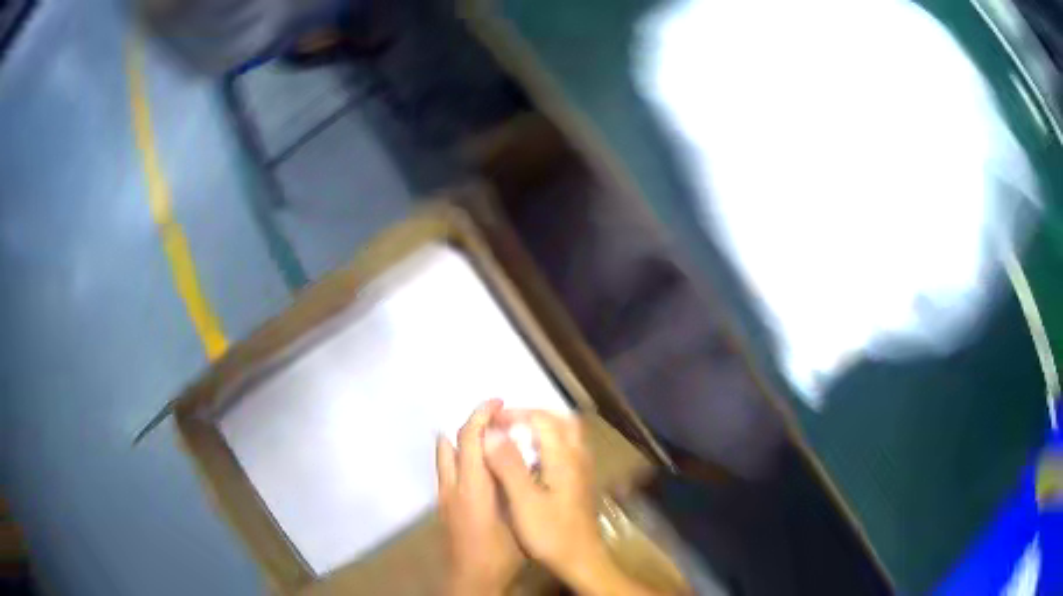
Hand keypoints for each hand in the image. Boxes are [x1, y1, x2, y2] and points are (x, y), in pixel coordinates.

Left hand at [437, 400, 522, 595]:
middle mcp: (452, 485)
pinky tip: (479, 467)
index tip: (499, 401)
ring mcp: (444, 497)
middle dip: (471, 422)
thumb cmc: (500, 552)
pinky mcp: (444, 507)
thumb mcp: (516, 518)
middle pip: (451, 440)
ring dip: (461, 438)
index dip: (482, 413)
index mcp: (472, 486)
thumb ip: (512, 483)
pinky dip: (458, 455)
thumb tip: (515, 454)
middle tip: (495, 416)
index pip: (469, 437)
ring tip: (487, 436)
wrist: (472, 580)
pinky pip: (447, 469)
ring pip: (445, 455)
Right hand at [484, 410, 607, 584]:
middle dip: (531, 415)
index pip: (541, 419)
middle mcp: (578, 456)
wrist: (582, 560)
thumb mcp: (524, 502)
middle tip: (505, 424)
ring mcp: (583, 469)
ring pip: (567, 433)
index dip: (514, 414)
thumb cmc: (551, 533)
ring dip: (542, 427)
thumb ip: (509, 466)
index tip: (490, 421)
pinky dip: (550, 442)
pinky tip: (533, 460)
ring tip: (516, 437)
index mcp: (564, 457)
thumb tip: (491, 432)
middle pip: (560, 420)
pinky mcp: (582, 482)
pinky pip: (568, 448)